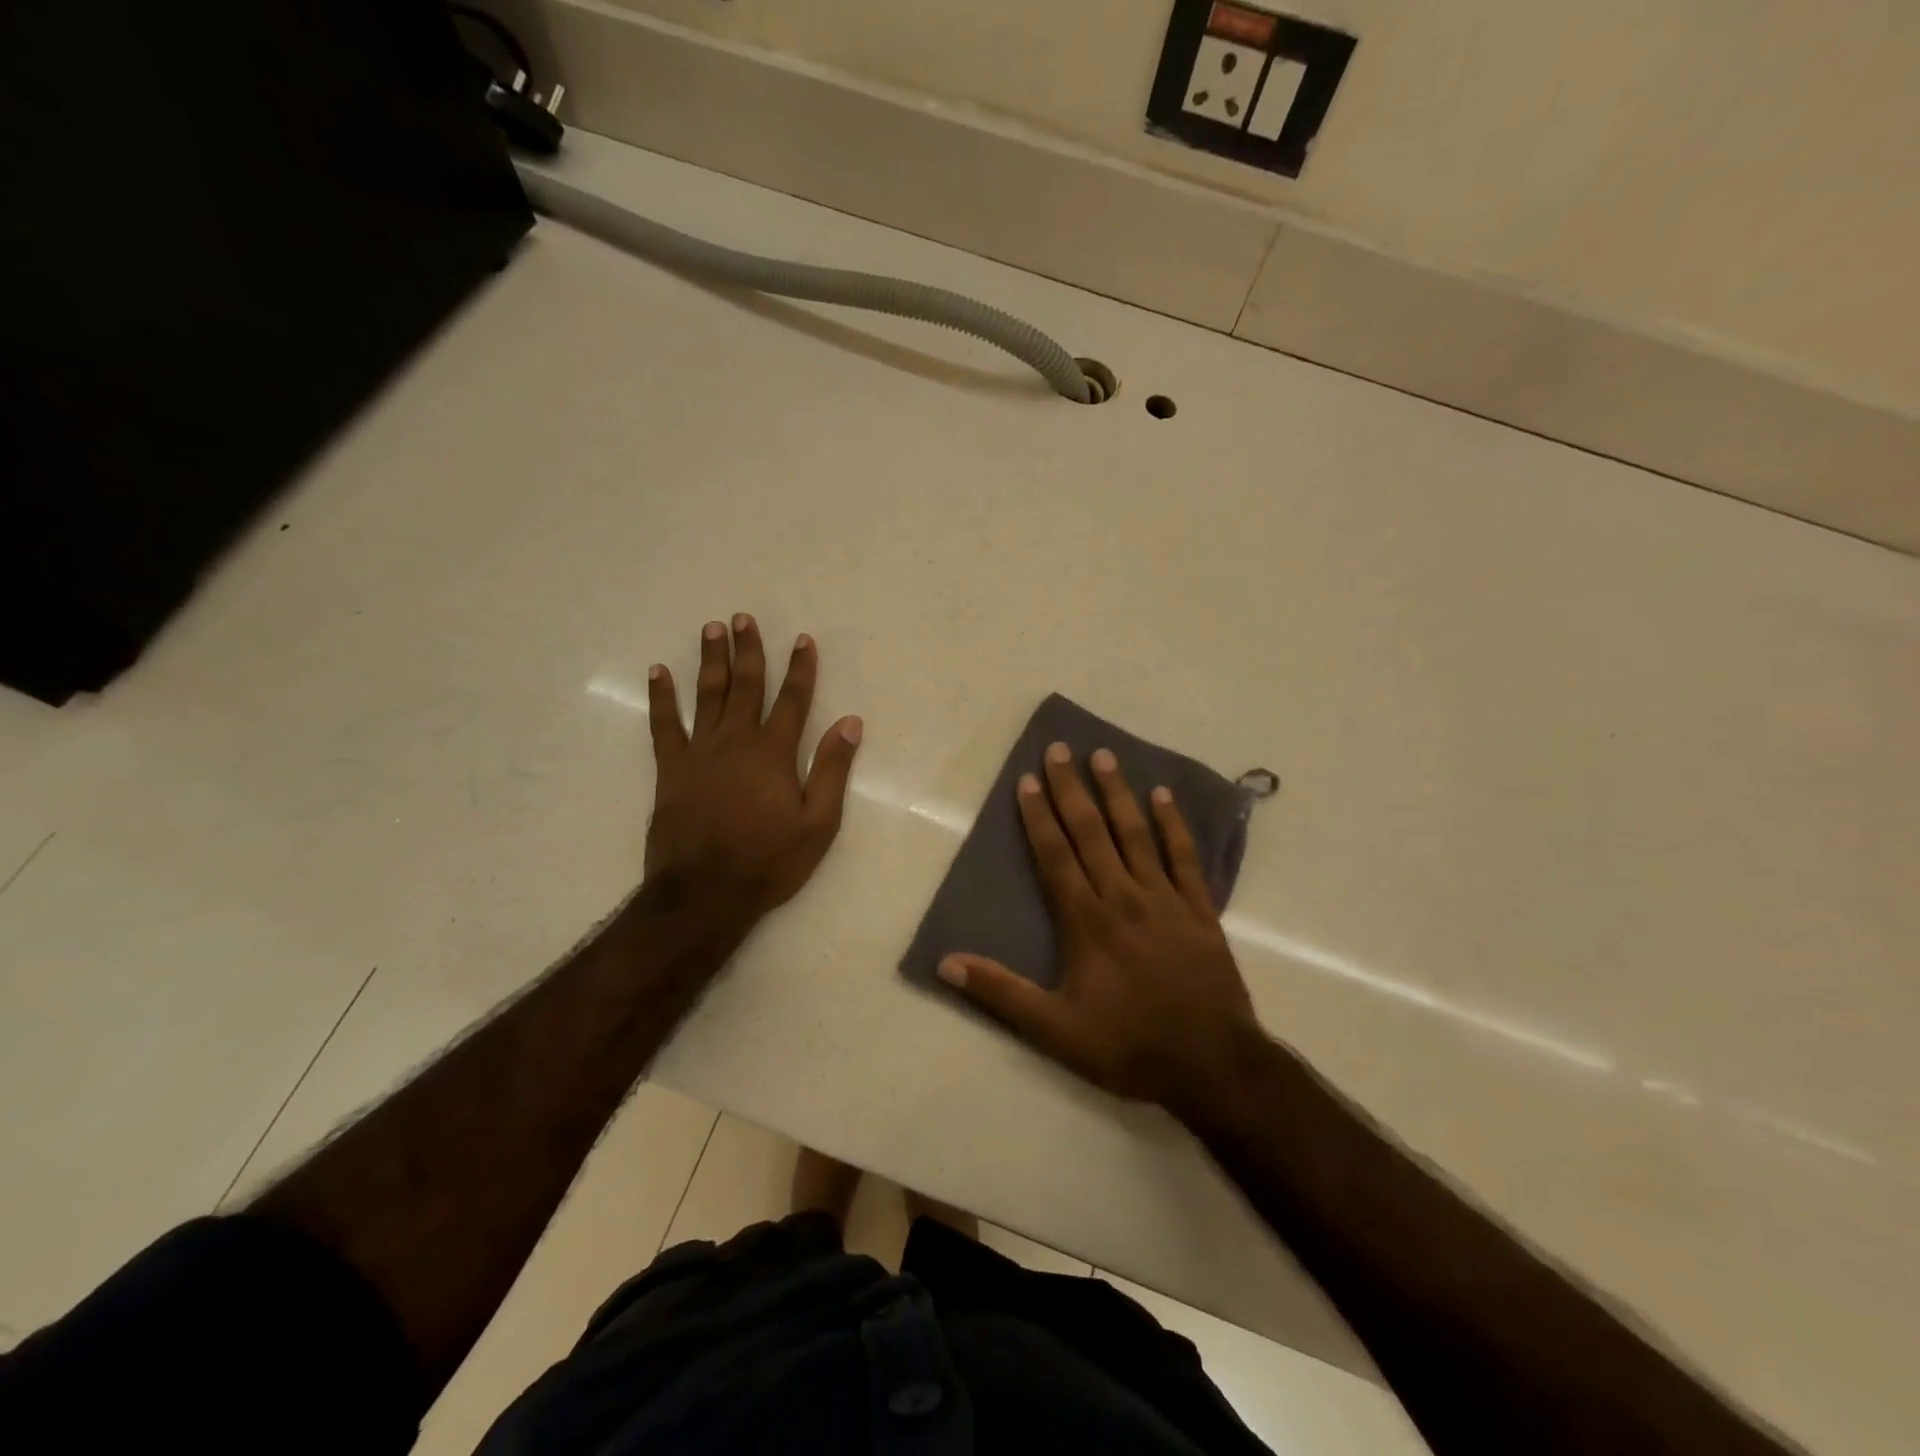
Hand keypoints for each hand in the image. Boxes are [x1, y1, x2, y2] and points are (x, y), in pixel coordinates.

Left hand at [644, 615, 862, 923]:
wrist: (704, 893)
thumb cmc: (768, 861)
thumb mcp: (818, 823)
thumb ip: (832, 770)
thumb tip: (851, 723)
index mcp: (774, 753)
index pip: (793, 700)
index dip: (800, 669)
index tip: (802, 640)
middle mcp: (737, 741)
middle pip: (745, 686)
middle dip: (748, 651)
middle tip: (743, 618)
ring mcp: (700, 752)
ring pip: (707, 695)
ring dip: (710, 660)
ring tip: (712, 629)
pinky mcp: (671, 769)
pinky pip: (664, 725)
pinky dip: (661, 697)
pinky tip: (658, 673)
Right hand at [938, 743, 1259, 1121]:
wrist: (1212, 1066)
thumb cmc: (1128, 1046)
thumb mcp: (1055, 1030)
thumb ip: (1001, 993)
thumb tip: (946, 963)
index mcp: (1086, 921)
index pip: (1055, 856)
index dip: (1039, 816)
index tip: (1028, 780)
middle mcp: (1123, 897)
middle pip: (1092, 832)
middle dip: (1072, 789)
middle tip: (1060, 749)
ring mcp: (1165, 900)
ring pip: (1136, 834)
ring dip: (1118, 794)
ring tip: (1104, 757)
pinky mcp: (1200, 910)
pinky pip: (1184, 857)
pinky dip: (1174, 825)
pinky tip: (1163, 796)